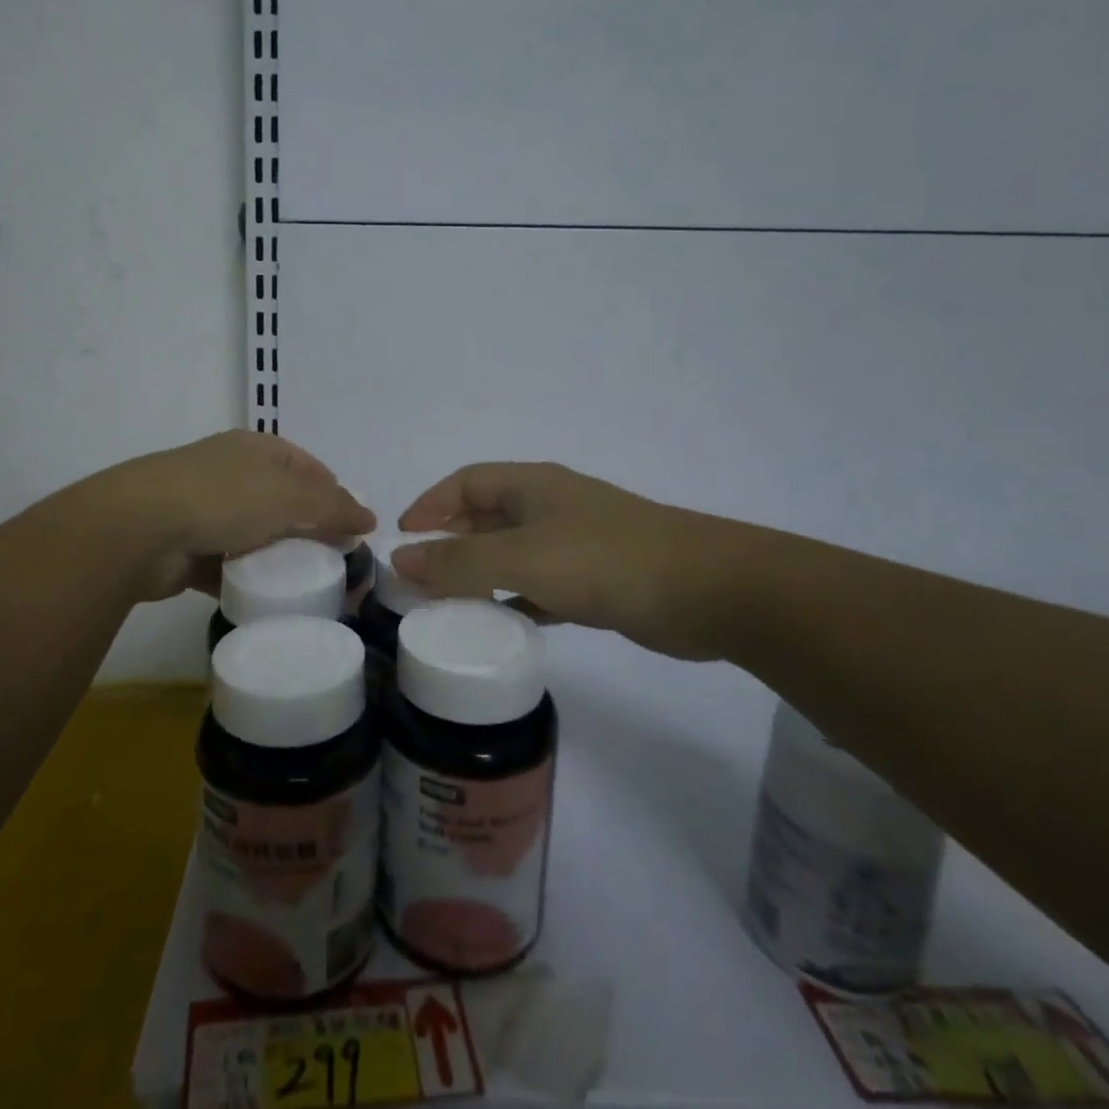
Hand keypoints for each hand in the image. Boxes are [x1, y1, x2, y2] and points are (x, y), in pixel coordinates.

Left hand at [101, 430, 373, 602]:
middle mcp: (231, 473)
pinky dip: (246, 580)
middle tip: (336, 563)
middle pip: (282, 502)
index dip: (333, 492)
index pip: (307, 466)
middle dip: (308, 530)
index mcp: (256, 449)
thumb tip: (370, 517)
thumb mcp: (290, 497)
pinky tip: (266, 600)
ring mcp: (204, 510)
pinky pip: (228, 565)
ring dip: (277, 559)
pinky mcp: (187, 548)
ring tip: (306, 587)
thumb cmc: (222, 498)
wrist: (139, 529)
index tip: (353, 527)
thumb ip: (334, 507)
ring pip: (255, 536)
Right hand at [392, 462, 775, 660]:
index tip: (402, 538)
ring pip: (513, 554)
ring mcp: (576, 543)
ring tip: (449, 606)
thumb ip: (459, 562)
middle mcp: (551, 506)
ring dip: (481, 575)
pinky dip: (518, 600)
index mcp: (532, 485)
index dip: (431, 504)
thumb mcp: (523, 558)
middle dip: (451, 542)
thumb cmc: (606, 560)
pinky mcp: (597, 580)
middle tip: (420, 578)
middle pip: (487, 516)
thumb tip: (400, 557)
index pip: (466, 483)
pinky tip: (503, 625)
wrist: (708, 590)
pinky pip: (541, 586)